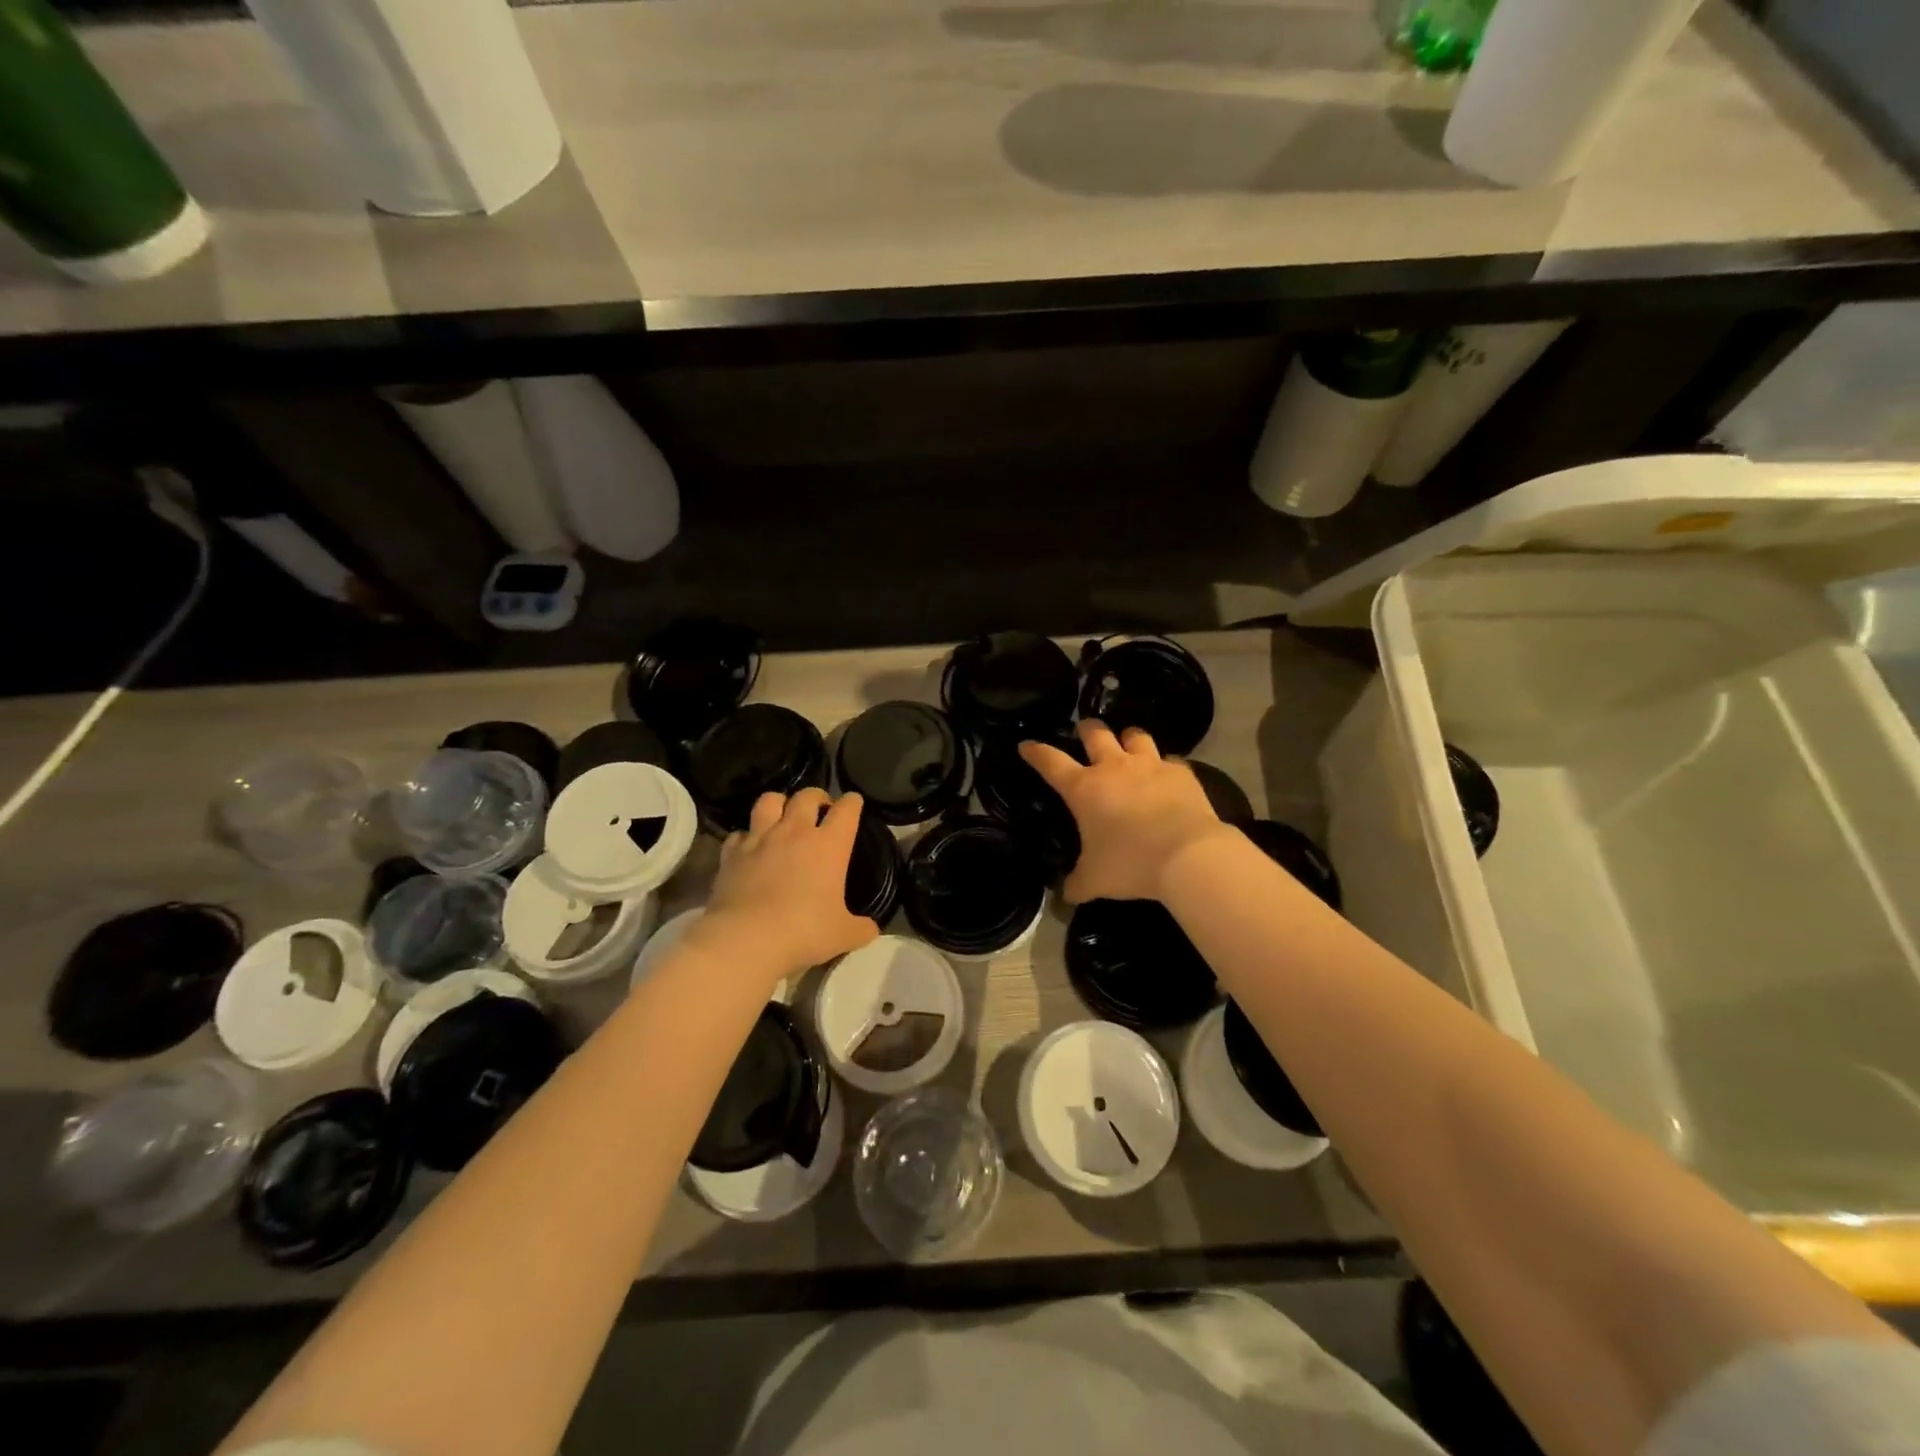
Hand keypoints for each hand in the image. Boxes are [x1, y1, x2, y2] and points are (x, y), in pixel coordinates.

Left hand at [689, 787, 880, 980]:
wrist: (746, 939)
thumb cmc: (804, 931)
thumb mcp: (844, 935)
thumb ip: (861, 928)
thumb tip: (870, 928)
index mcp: (830, 844)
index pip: (847, 809)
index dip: (852, 803)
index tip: (854, 804)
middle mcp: (795, 832)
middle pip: (807, 796)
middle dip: (817, 797)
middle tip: (820, 809)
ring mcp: (760, 839)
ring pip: (769, 801)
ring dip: (779, 803)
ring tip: (782, 815)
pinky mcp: (732, 854)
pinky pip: (739, 833)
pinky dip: (746, 836)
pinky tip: (749, 847)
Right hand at [1020, 721, 1235, 903]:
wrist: (1188, 855)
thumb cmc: (1130, 863)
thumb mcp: (1095, 880)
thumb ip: (1076, 884)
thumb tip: (1065, 895)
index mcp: (1084, 788)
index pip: (1051, 762)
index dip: (1036, 752)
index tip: (1026, 745)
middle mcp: (1114, 768)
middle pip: (1095, 734)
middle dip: (1086, 730)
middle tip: (1084, 733)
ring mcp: (1150, 766)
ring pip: (1135, 736)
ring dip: (1127, 738)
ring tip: (1127, 744)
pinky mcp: (1181, 773)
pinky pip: (1169, 760)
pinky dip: (1164, 765)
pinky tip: (1166, 776)